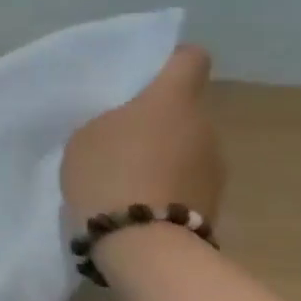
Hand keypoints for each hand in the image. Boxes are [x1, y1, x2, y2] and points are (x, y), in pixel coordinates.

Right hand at [62, 46, 224, 225]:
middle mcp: (203, 125)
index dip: (170, 61)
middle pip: (183, 109)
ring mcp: (214, 165)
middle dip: (157, 118)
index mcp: (171, 100)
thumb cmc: (108, 174)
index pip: (189, 59)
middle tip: (119, 137)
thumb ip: (112, 120)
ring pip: (186, 145)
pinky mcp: (214, 200)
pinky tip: (137, 201)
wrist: (142, 242)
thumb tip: (134, 125)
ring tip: (126, 176)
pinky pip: (186, 179)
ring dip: (163, 154)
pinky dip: (166, 184)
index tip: (146, 75)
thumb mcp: (86, 136)